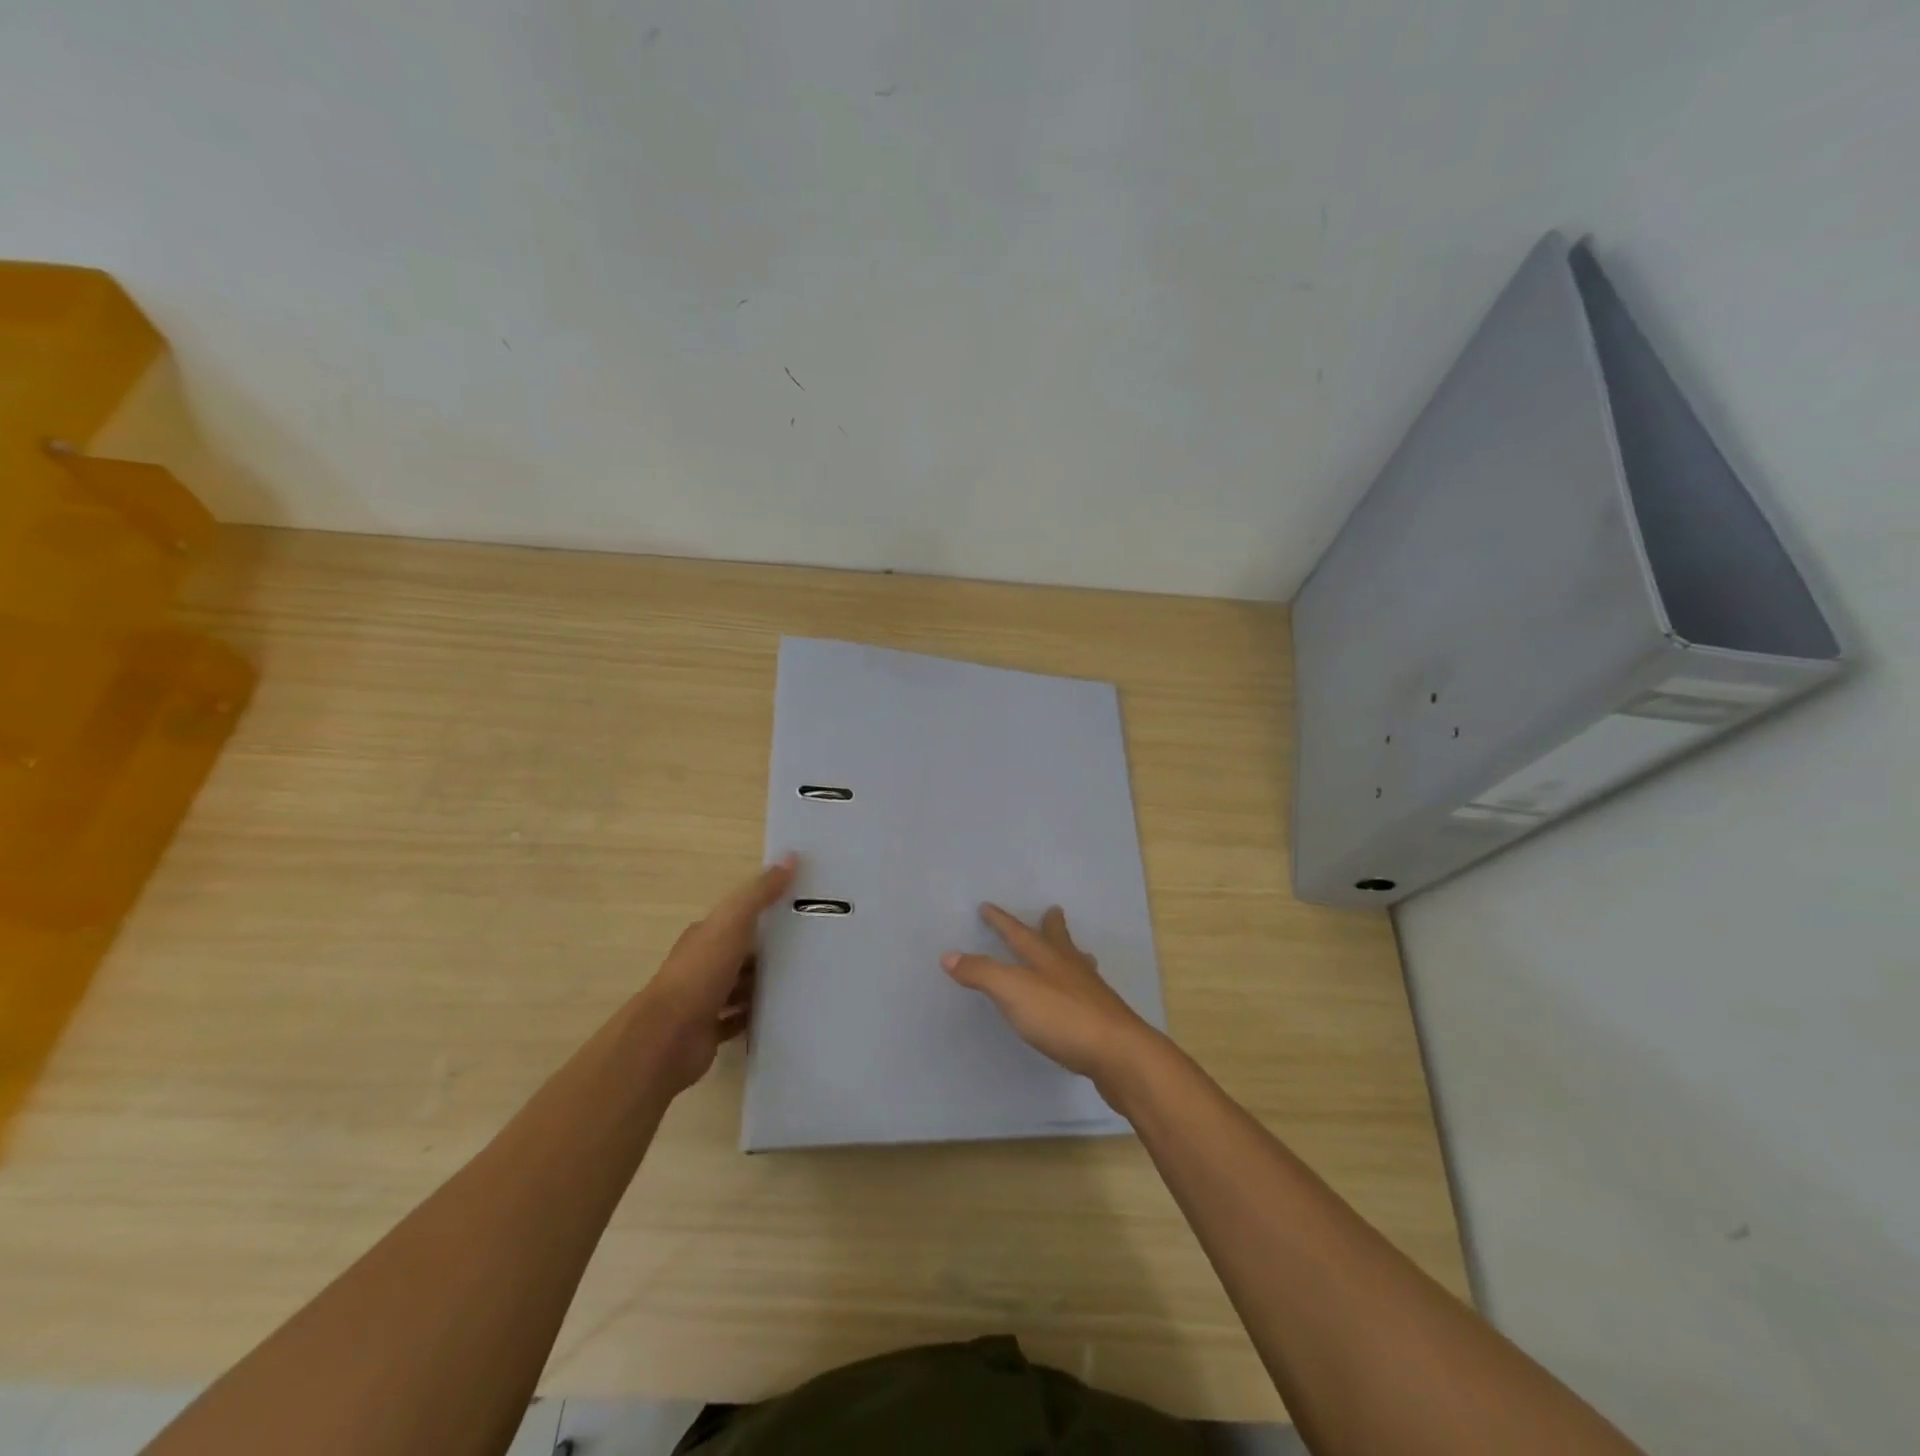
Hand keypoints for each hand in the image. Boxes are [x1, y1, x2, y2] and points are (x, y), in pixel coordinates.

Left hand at [639, 854, 796, 1093]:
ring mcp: (703, 999)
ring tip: (801, 980)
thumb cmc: (700, 973)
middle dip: (768, 951)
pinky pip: (737, 1019)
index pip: (737, 918)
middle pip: (740, 952)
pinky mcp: (709, 1030)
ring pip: (739, 986)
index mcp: (705, 935)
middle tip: (811, 949)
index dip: (765, 912)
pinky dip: (755, 1015)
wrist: (668, 1037)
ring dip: (762, 983)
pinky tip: (781, 1013)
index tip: (799, 912)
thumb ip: (759, 893)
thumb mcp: (733, 922)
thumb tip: (791, 856)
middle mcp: (702, 964)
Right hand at [942, 904, 1163, 1093]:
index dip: (1000, 921)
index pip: (1018, 933)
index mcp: (1046, 958)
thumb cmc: (1061, 1017)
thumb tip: (948, 955)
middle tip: (1054, 910)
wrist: (1117, 1053)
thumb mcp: (1012, 991)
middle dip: (1051, 926)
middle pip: (1058, 940)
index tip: (987, 906)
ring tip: (1077, 951)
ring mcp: (1090, 992)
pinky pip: (1087, 992)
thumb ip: (981, 972)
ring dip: (1072, 954)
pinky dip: (1080, 987)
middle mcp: (1070, 968)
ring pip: (1078, 965)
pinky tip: (1082, 999)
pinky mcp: (1103, 1018)